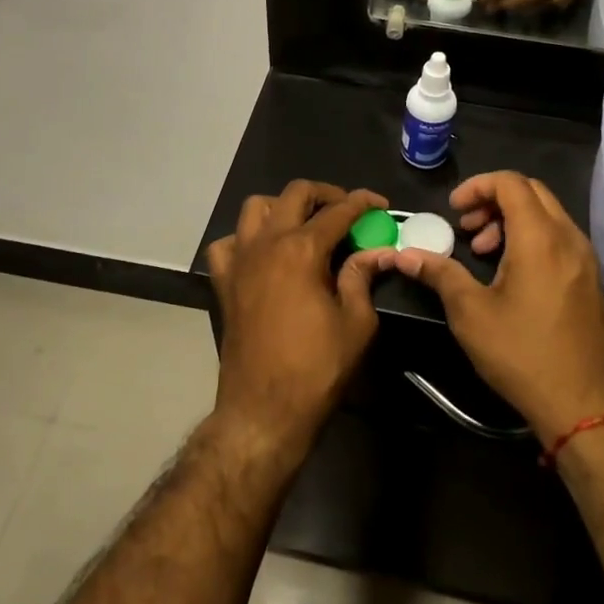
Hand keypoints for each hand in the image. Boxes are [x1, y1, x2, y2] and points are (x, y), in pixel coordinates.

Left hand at [204, 181, 391, 461]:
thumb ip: (362, 278)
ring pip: (256, 207)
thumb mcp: (357, 324)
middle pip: (295, 194)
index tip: (380, 204)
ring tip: (304, 224)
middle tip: (346, 210)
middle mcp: (266, 243)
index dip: (363, 203)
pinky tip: (263, 253)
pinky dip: (246, 238)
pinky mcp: (224, 282)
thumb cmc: (317, 369)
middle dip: (325, 194)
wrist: (264, 409)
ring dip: (283, 207)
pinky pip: (228, 243)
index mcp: (302, 250)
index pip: (338, 211)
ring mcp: (240, 260)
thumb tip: (375, 253)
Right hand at [390, 171, 603, 444]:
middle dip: (493, 200)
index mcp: (540, 238)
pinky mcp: (589, 278)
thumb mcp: (471, 313)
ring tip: (483, 251)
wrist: (585, 405)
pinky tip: (509, 272)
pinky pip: (558, 236)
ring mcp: (584, 258)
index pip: (510, 182)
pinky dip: (530, 237)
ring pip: (546, 214)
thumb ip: (439, 274)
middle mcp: (568, 238)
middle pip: (531, 191)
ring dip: (511, 219)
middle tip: (466, 228)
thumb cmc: (522, 354)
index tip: (453, 210)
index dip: (477, 187)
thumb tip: (404, 255)